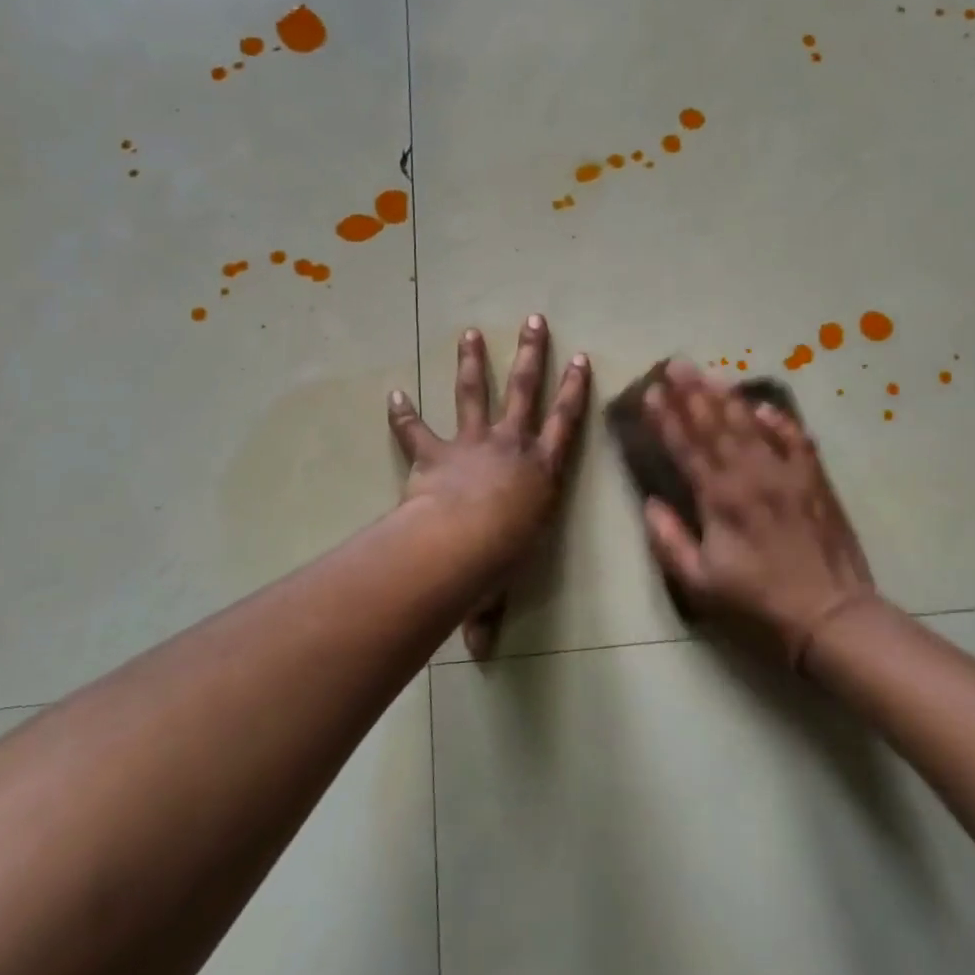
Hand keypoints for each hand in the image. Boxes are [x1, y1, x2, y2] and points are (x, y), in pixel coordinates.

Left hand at [388, 317, 589, 657]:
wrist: (460, 544)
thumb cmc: (498, 562)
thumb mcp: (500, 585)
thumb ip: (486, 613)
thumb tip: (478, 654)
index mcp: (541, 471)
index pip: (566, 423)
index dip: (575, 390)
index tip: (581, 357)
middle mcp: (511, 447)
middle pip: (524, 391)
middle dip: (531, 355)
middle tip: (534, 321)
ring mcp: (472, 444)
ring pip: (475, 393)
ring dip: (472, 362)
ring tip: (469, 333)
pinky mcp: (434, 452)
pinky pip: (416, 429)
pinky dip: (403, 413)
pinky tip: (392, 393)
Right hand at [642, 362, 881, 669]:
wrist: (830, 613)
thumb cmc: (758, 601)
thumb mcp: (700, 583)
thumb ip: (669, 541)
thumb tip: (651, 504)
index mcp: (719, 498)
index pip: (685, 447)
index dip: (666, 418)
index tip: (652, 392)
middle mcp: (749, 475)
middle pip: (716, 425)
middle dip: (693, 392)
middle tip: (677, 364)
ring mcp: (785, 473)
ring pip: (751, 424)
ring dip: (728, 397)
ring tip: (711, 373)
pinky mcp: (814, 479)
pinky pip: (795, 439)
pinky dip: (779, 420)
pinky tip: (765, 406)